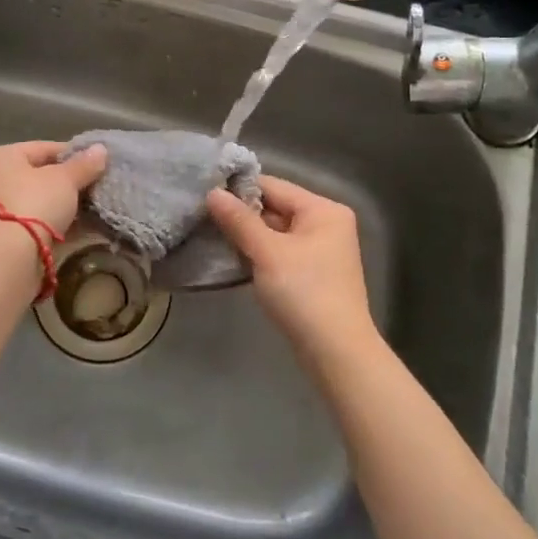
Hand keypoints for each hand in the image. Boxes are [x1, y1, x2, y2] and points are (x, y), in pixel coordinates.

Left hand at [0, 141, 106, 236]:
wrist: (12, 255)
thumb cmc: (35, 202)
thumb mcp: (65, 179)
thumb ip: (84, 164)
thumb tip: (101, 149)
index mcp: (1, 156)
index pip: (43, 148)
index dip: (72, 154)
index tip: (96, 162)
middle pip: (40, 174)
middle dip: (68, 181)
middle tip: (95, 185)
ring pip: (39, 199)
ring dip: (63, 203)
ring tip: (92, 204)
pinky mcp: (5, 234)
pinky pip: (37, 220)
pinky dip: (56, 221)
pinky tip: (80, 224)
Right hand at [207, 175, 375, 352]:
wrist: (336, 352)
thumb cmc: (304, 293)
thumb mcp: (267, 252)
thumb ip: (239, 220)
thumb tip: (212, 192)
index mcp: (323, 210)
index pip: (273, 186)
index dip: (238, 189)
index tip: (204, 193)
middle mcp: (326, 224)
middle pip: (275, 208)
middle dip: (241, 215)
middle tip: (201, 216)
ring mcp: (320, 250)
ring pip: (274, 232)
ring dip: (246, 236)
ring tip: (210, 234)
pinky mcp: (311, 273)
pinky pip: (279, 252)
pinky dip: (257, 254)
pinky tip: (231, 257)